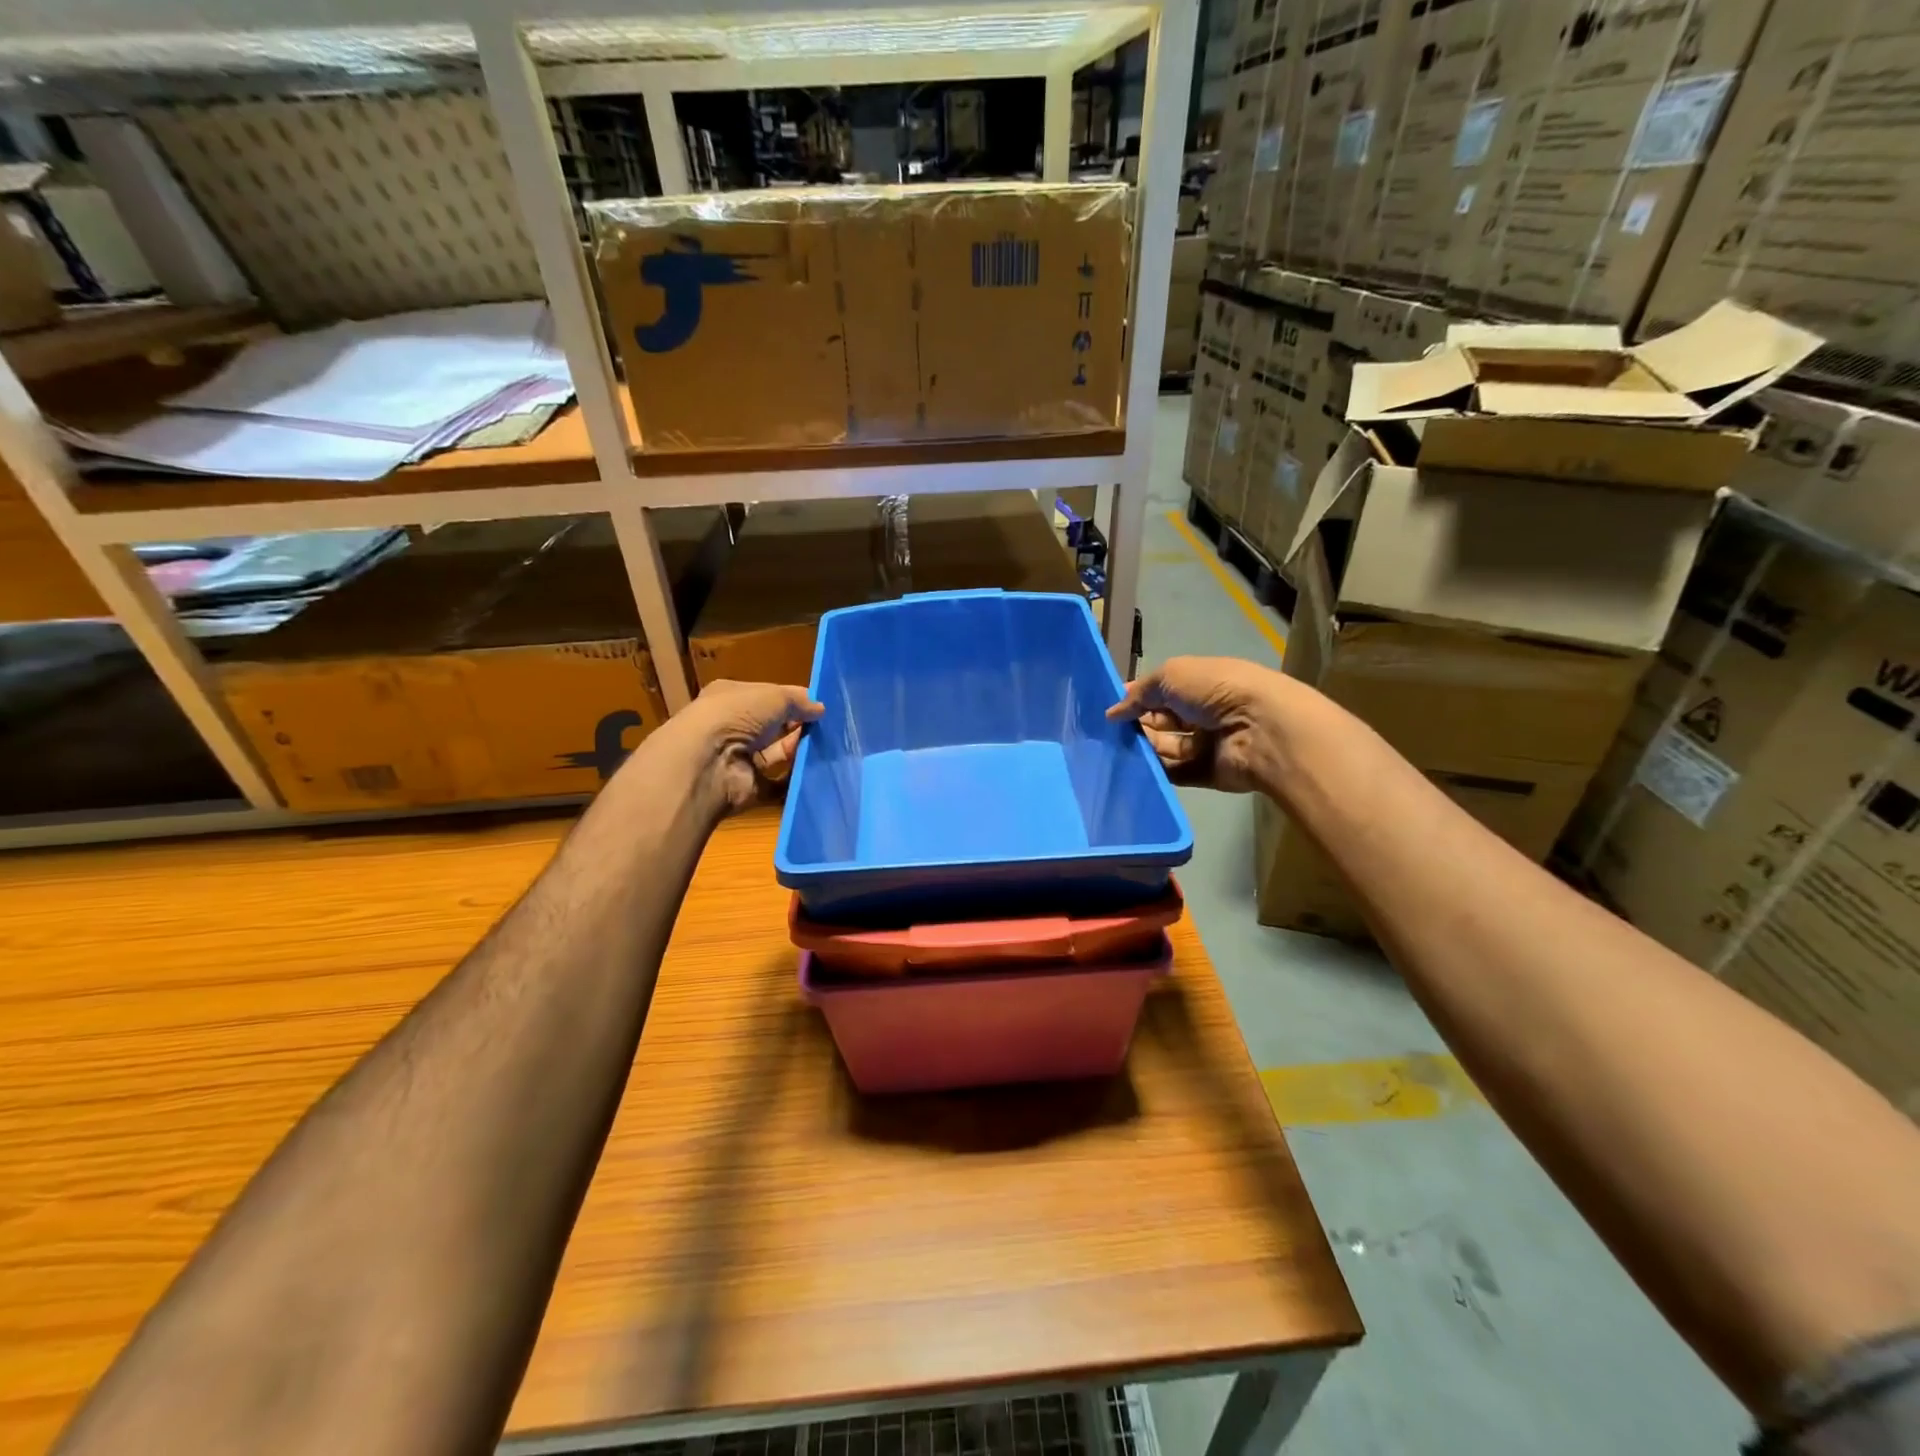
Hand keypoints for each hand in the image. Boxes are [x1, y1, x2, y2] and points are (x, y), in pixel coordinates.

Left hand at [676, 680, 824, 814]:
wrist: (708, 763)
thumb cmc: (737, 716)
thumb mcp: (774, 696)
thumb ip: (799, 701)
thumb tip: (820, 708)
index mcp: (731, 698)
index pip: (767, 696)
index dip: (793, 700)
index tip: (821, 707)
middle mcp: (732, 727)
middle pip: (773, 726)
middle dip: (798, 726)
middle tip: (828, 728)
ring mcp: (738, 758)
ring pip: (776, 753)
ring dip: (798, 750)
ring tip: (826, 747)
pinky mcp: (747, 786)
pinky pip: (777, 783)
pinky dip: (793, 780)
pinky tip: (814, 772)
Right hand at [1107, 656, 1290, 794]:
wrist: (1259, 729)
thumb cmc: (1215, 691)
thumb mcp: (1171, 676)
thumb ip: (1139, 693)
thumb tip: (1112, 712)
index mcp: (1201, 683)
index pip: (1162, 690)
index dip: (1137, 696)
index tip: (1109, 708)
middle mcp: (1205, 712)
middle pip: (1163, 719)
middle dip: (1137, 723)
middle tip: (1109, 732)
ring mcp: (1207, 744)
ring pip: (1167, 747)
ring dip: (1144, 747)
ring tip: (1118, 750)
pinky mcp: (1208, 773)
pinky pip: (1176, 773)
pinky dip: (1157, 772)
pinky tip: (1134, 769)